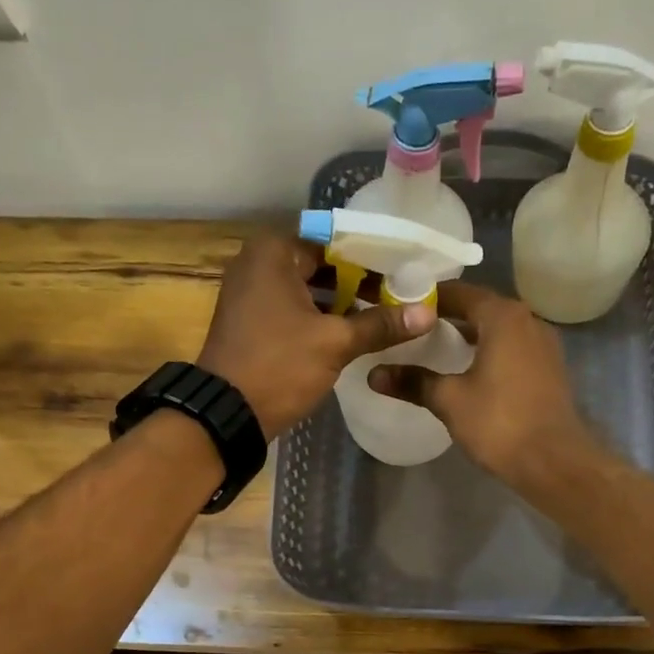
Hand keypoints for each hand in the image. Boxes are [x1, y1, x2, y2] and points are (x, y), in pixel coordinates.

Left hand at [198, 229, 434, 436]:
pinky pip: (294, 307)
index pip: (334, 240)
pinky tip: (352, 331)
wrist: (226, 413)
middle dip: (359, 280)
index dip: (371, 255)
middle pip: (321, 263)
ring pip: (308, 288)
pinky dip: (320, 316)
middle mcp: (257, 263)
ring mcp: (251, 293)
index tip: (404, 270)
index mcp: (273, 253)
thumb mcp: (335, 343)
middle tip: (400, 293)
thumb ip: (380, 324)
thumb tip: (427, 313)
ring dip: (342, 301)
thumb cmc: (279, 366)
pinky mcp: (252, 321)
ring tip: (384, 314)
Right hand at [367, 283, 599, 484]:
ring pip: (498, 329)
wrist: (554, 462)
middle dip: (448, 316)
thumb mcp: (450, 400)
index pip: (460, 292)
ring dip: (470, 335)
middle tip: (412, 329)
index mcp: (503, 317)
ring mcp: (543, 344)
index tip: (400, 307)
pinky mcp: (549, 369)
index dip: (428, 298)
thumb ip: (413, 382)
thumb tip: (374, 374)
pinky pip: (512, 348)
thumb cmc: (500, 422)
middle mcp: (528, 320)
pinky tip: (468, 371)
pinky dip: (489, 351)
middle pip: (481, 308)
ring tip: (435, 349)